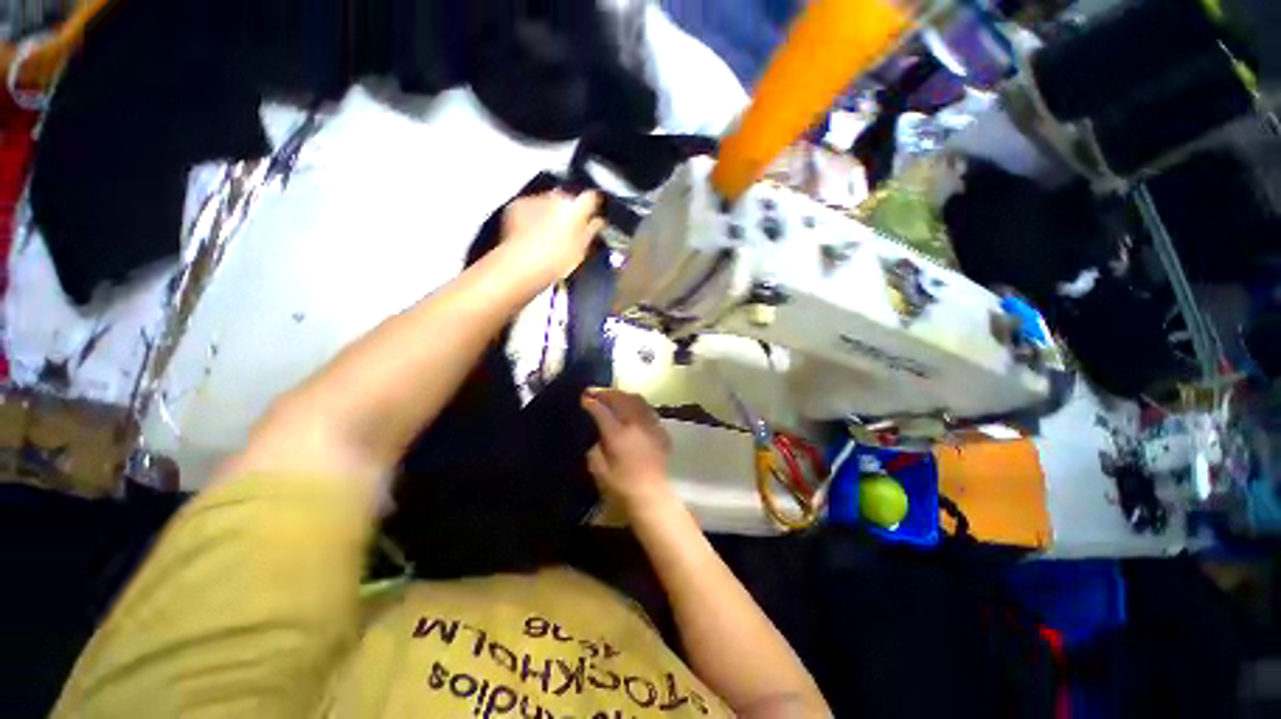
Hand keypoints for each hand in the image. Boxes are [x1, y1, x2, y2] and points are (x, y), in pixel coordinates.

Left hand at [500, 189, 603, 287]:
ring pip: (549, 201)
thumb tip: (598, 222)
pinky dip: (534, 215)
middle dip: (570, 209)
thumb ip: (591, 231)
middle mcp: (556, 197)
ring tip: (550, 233)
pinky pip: (531, 206)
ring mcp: (535, 199)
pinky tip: (533, 233)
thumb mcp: (581, 250)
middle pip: (568, 197)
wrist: (522, 264)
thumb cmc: (555, 261)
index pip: (592, 197)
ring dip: (551, 211)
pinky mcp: (518, 205)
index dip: (594, 206)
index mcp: (576, 207)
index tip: (594, 214)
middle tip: (571, 228)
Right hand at [581, 388, 675, 512]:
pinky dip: (636, 404)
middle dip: (606, 393)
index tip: (583, 397)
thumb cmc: (621, 486)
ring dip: (622, 395)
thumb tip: (594, 431)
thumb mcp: (599, 469)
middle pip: (621, 399)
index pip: (602, 411)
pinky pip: (647, 409)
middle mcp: (636, 424)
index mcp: (619, 434)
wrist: (652, 495)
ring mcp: (651, 425)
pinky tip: (630, 409)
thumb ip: (594, 447)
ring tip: (612, 396)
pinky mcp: (661, 430)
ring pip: (637, 399)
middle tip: (595, 392)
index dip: (591, 402)